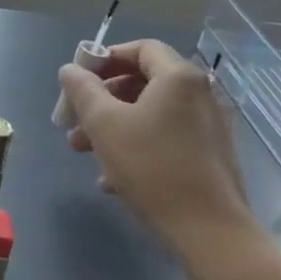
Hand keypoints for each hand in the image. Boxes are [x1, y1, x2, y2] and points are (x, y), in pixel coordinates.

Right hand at [58, 39, 253, 248]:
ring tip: (83, 152)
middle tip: (74, 121)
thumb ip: (82, 90)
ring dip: (113, 127)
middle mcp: (199, 94)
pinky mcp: (209, 156)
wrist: (209, 231)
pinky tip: (111, 179)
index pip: (140, 48)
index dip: (105, 58)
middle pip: (142, 82)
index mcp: (178, 78)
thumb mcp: (105, 124)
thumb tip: (70, 70)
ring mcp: (207, 126)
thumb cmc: (152, 167)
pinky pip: (165, 138)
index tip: (79, 81)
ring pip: (150, 114)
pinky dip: (136, 147)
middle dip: (102, 99)